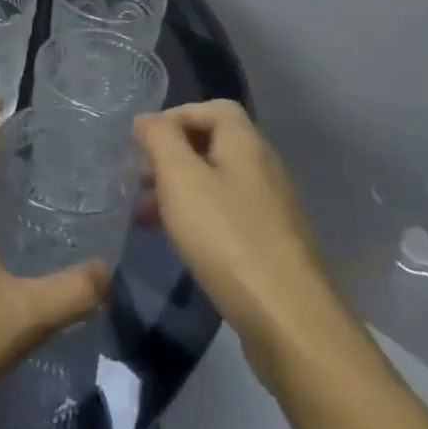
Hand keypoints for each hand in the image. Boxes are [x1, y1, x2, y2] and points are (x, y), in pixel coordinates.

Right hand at [133, 100, 339, 378]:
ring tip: (146, 215)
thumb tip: (147, 119)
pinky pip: (226, 215)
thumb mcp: (180, 179)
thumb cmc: (227, 237)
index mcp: (246, 145)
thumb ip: (160, 140)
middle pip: (213, 144)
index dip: (176, 116)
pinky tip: (178, 242)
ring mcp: (270, 209)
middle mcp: (263, 169)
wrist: (289, 320)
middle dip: (171, 155)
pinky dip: (197, 218)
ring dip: (179, 190)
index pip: (213, 108)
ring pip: (216, 182)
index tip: (143, 142)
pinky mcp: (270, 245)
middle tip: (138, 179)